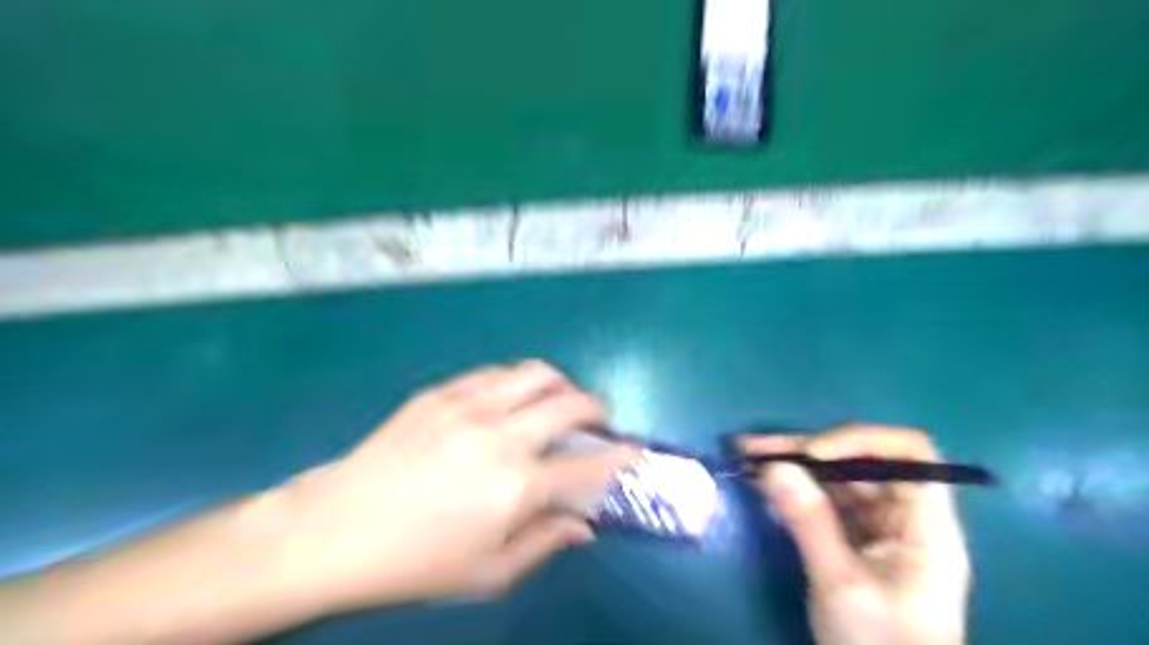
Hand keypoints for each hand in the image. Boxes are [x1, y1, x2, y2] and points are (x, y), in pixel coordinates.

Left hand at [276, 361, 636, 612]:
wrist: (335, 529)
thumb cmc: (414, 563)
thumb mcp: (487, 574)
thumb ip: (544, 544)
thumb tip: (583, 527)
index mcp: (517, 487)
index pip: (589, 466)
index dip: (621, 458)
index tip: (636, 452)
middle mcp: (502, 436)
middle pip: (570, 405)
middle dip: (596, 409)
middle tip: (597, 420)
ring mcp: (469, 407)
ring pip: (535, 374)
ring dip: (559, 385)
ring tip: (557, 400)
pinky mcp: (441, 393)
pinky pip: (495, 373)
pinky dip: (517, 381)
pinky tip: (511, 398)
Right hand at [747, 425, 968, 644]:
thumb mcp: (841, 584)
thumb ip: (809, 521)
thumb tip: (773, 466)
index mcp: (925, 526)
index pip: (910, 454)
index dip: (860, 441)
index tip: (812, 454)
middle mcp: (905, 519)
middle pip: (860, 464)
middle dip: (807, 451)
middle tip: (755, 447)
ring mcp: (879, 532)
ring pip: (838, 483)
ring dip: (795, 468)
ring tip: (749, 458)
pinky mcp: (856, 545)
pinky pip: (826, 506)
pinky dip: (796, 493)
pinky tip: (765, 488)